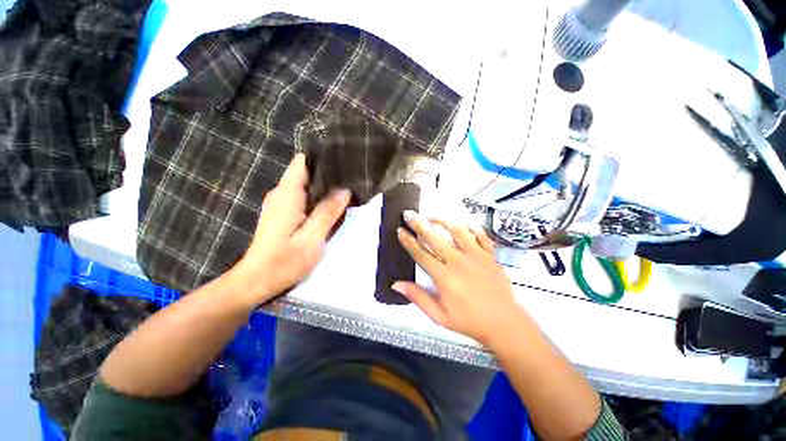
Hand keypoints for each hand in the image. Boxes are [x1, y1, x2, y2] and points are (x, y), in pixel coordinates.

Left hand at [229, 153, 350, 305]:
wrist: (256, 281)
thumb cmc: (284, 262)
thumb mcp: (312, 238)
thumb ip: (328, 212)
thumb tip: (345, 190)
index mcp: (287, 195)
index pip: (302, 162)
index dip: (322, 158)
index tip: (343, 160)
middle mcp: (281, 194)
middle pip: (305, 172)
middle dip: (328, 173)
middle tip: (352, 177)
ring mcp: (281, 204)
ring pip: (305, 185)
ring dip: (325, 186)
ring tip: (347, 188)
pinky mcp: (283, 214)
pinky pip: (303, 197)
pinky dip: (318, 198)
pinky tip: (332, 204)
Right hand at [393, 211, 526, 345]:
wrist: (504, 323)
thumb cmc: (469, 321)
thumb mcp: (439, 316)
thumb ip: (418, 297)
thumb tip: (396, 284)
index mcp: (444, 277)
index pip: (421, 254)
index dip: (408, 241)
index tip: (400, 231)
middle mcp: (458, 262)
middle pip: (434, 238)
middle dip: (419, 224)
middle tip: (409, 214)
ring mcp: (476, 255)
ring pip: (457, 230)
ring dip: (442, 220)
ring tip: (431, 215)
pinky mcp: (490, 254)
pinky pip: (480, 234)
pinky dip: (469, 226)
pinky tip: (460, 223)